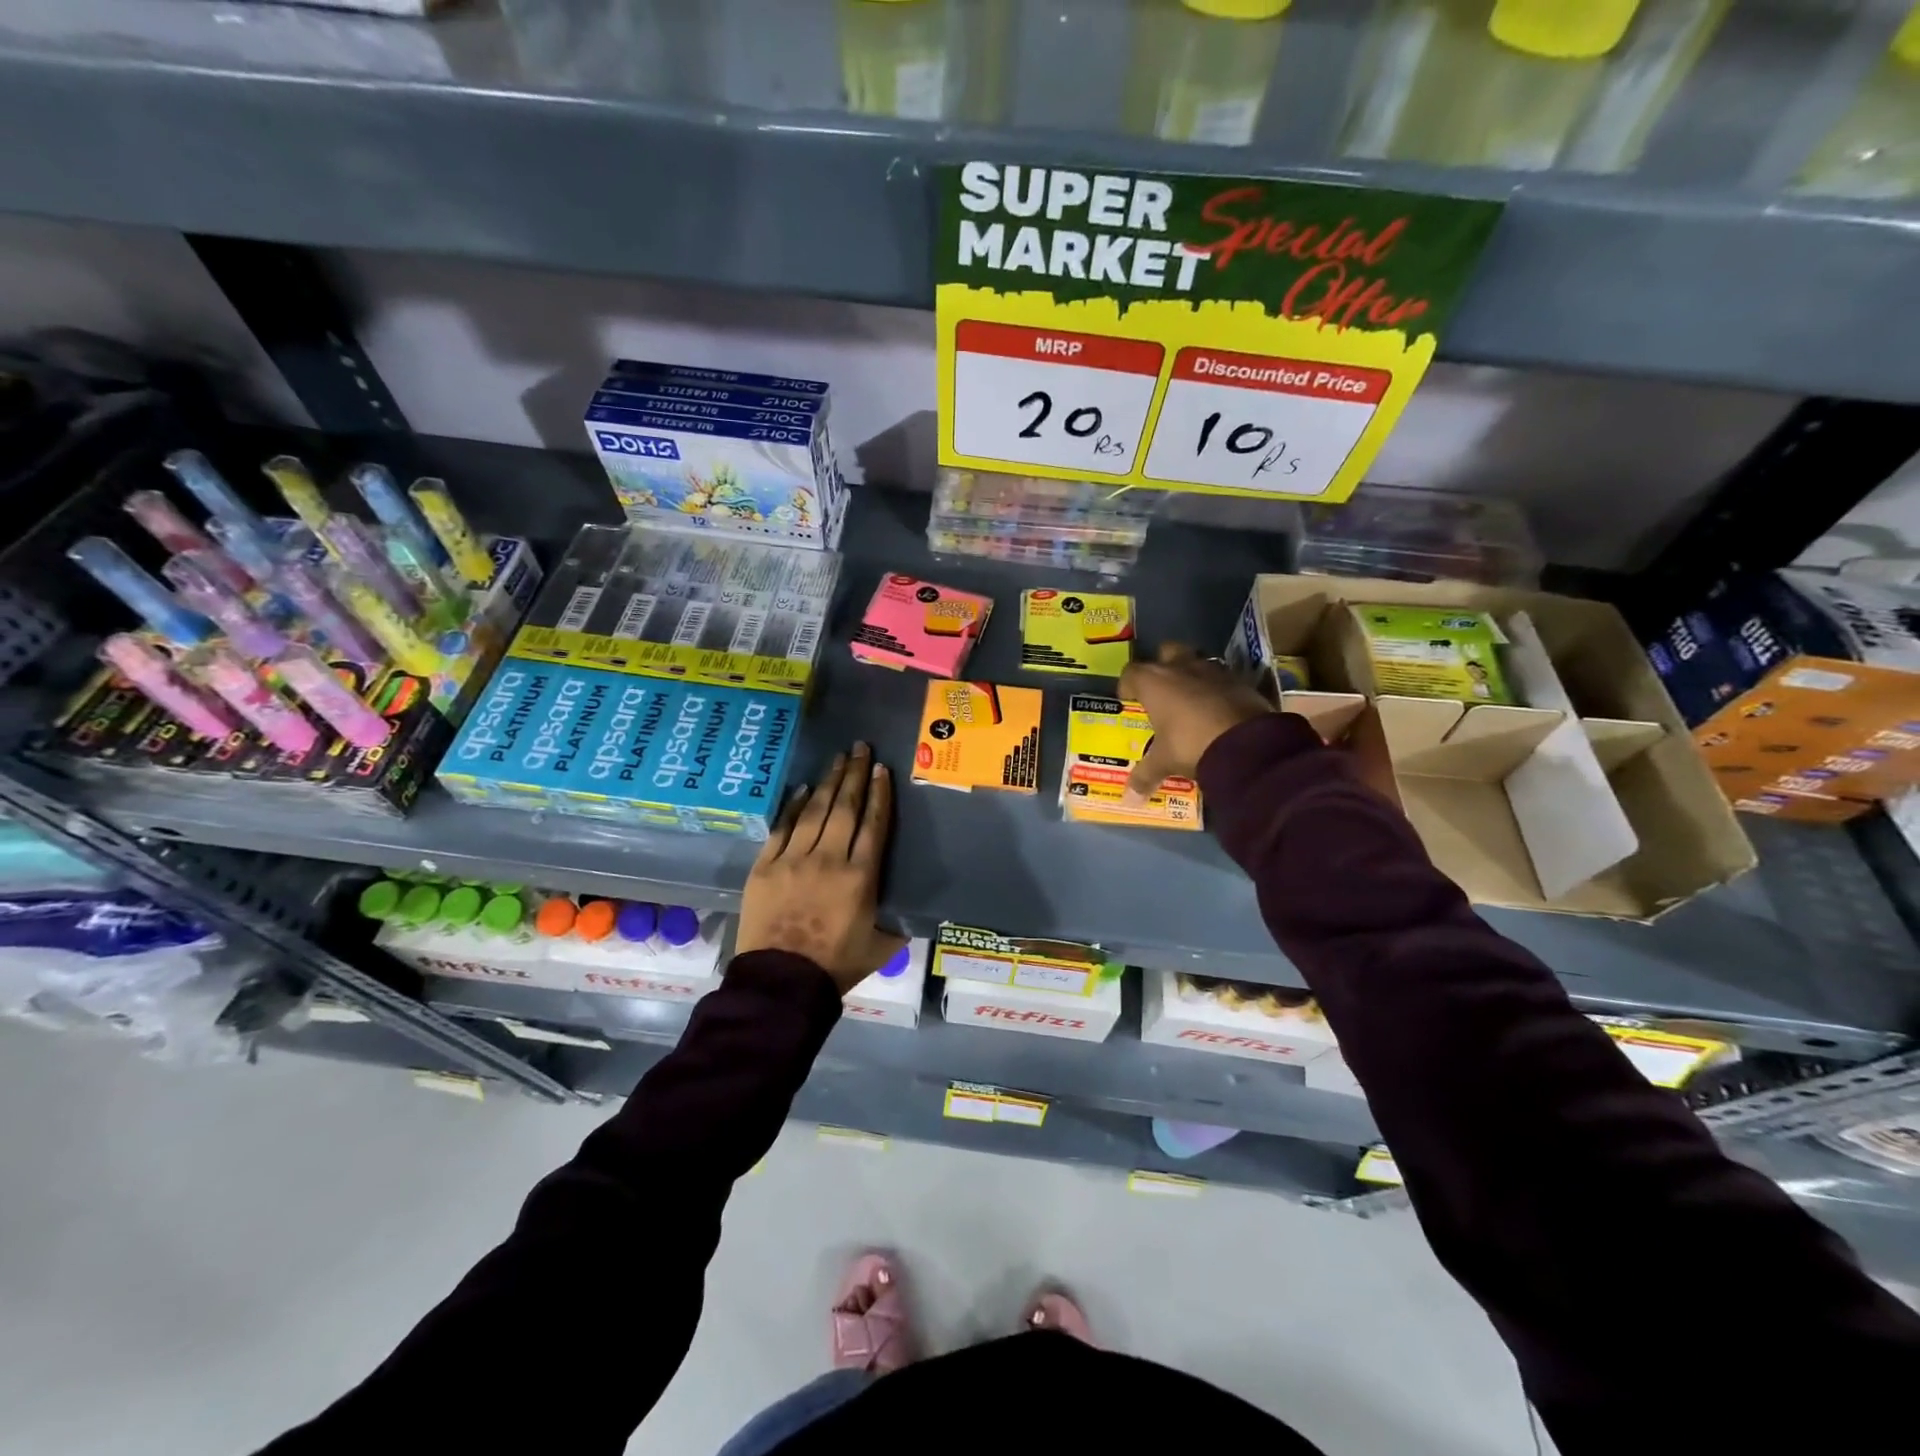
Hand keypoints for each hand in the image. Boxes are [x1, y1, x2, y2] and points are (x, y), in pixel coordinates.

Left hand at [737, 742, 908, 994]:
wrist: (781, 983)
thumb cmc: (836, 966)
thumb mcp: (881, 947)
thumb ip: (898, 924)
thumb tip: (914, 913)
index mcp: (861, 877)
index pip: (874, 824)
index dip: (879, 794)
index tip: (882, 770)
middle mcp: (829, 859)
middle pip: (845, 808)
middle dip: (855, 775)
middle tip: (860, 748)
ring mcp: (793, 859)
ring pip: (815, 811)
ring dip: (829, 782)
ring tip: (838, 759)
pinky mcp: (764, 866)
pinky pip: (782, 828)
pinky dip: (794, 806)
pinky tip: (804, 789)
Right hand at [1118, 643, 1272, 800]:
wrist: (1248, 744)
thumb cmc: (1191, 745)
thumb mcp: (1165, 762)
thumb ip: (1145, 776)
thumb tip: (1129, 800)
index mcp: (1154, 682)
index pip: (1131, 672)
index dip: (1127, 685)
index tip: (1129, 700)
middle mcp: (1181, 667)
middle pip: (1165, 652)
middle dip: (1162, 666)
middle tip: (1161, 691)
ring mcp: (1213, 670)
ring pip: (1196, 661)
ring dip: (1191, 675)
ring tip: (1190, 699)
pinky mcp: (1240, 680)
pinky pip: (1221, 678)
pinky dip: (1216, 689)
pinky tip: (1217, 709)